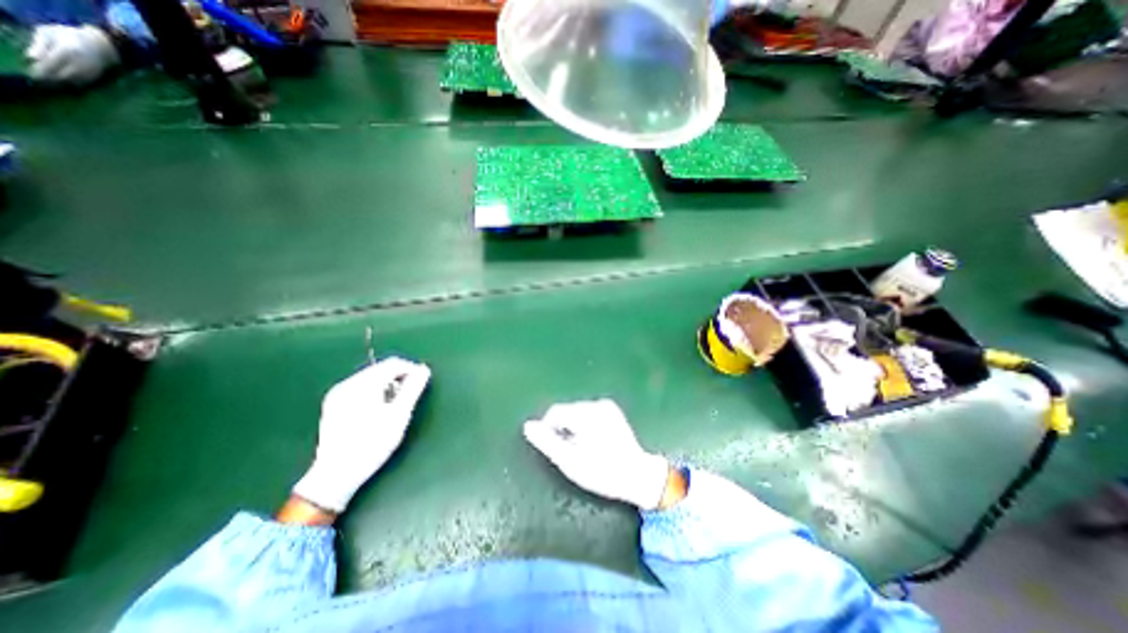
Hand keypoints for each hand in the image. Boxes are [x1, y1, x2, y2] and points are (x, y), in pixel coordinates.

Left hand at [24, 26, 119, 82]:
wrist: (102, 46)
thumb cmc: (70, 35)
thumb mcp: (48, 32)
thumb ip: (39, 44)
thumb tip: (32, 58)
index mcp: (66, 52)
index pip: (50, 64)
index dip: (40, 71)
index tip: (32, 75)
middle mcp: (80, 65)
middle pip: (62, 75)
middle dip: (51, 79)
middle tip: (40, 82)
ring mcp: (90, 73)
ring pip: (73, 82)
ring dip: (62, 84)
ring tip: (52, 84)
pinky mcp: (96, 78)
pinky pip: (83, 83)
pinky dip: (73, 84)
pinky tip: (66, 83)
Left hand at [291, 356, 431, 513]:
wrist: (335, 475)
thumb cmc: (372, 444)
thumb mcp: (399, 415)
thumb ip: (413, 389)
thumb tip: (424, 369)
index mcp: (362, 384)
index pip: (393, 364)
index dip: (412, 369)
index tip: (423, 382)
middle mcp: (347, 384)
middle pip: (381, 369)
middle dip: (399, 378)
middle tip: (410, 396)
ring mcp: (337, 394)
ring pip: (371, 378)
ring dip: (388, 385)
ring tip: (396, 404)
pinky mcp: (333, 405)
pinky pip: (360, 388)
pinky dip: (375, 392)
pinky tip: (378, 410)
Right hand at [528, 402, 671, 508]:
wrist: (638, 476)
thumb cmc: (602, 472)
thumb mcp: (570, 462)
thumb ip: (547, 442)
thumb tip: (528, 426)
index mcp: (586, 414)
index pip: (555, 412)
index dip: (548, 429)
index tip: (554, 449)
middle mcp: (596, 404)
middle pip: (566, 411)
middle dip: (562, 428)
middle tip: (569, 452)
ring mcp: (606, 405)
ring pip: (577, 411)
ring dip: (573, 426)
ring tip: (582, 448)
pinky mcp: (612, 410)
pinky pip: (588, 412)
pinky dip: (584, 424)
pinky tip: (592, 441)